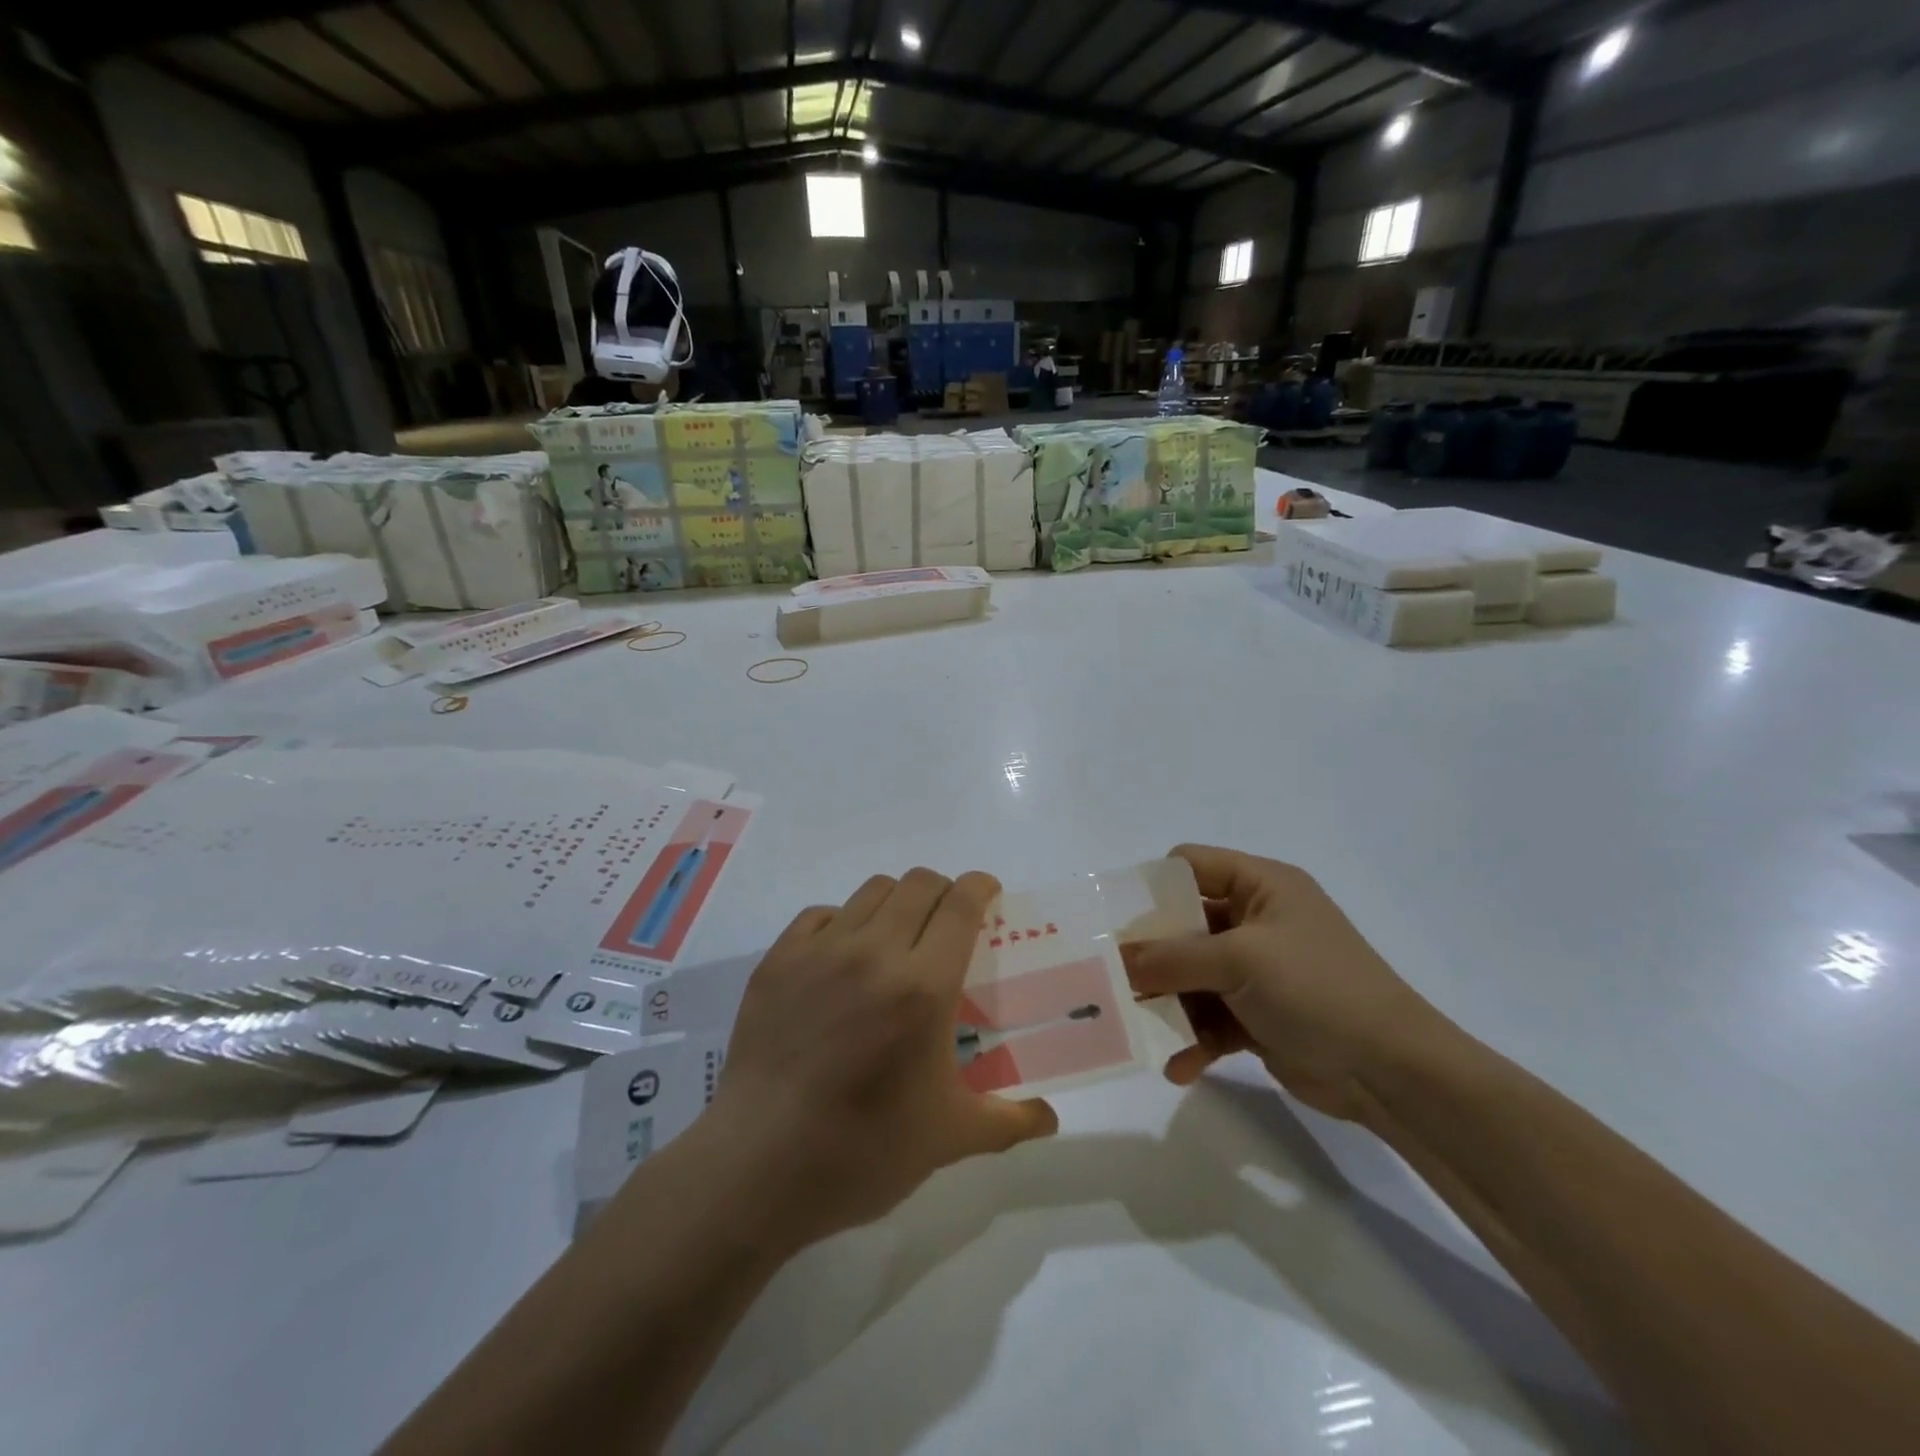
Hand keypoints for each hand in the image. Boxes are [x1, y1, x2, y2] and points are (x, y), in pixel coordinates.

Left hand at [704, 869, 1058, 1248]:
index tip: (989, 894)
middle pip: (918, 884)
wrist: (757, 1167)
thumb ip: (1007, 1120)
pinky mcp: (778, 960)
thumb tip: (1050, 1119)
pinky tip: (844, 956)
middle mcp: (874, 952)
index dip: (980, 887)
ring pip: (872, 891)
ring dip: (897, 902)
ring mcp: (820, 951)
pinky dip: (844, 921)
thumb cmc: (862, 1152)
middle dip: (944, 890)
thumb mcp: (947, 1139)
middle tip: (948, 922)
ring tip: (898, 937)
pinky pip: (822, 914)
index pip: (960, 905)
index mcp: (923, 987)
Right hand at [1122, 845, 1454, 1121]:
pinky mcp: (1259, 1014)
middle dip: (1150, 954)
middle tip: (1111, 976)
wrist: (1394, 1072)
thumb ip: (1171, 957)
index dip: (1152, 887)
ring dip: (1168, 1003)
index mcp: (1261, 886)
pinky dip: (1194, 1039)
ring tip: (1136, 1027)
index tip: (1115, 920)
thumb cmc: (1318, 990)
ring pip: (1192, 975)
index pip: (1191, 865)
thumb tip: (1116, 958)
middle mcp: (1257, 920)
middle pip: (1184, 924)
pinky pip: (1212, 1017)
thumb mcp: (1239, 961)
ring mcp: (1258, 970)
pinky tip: (1178, 1067)